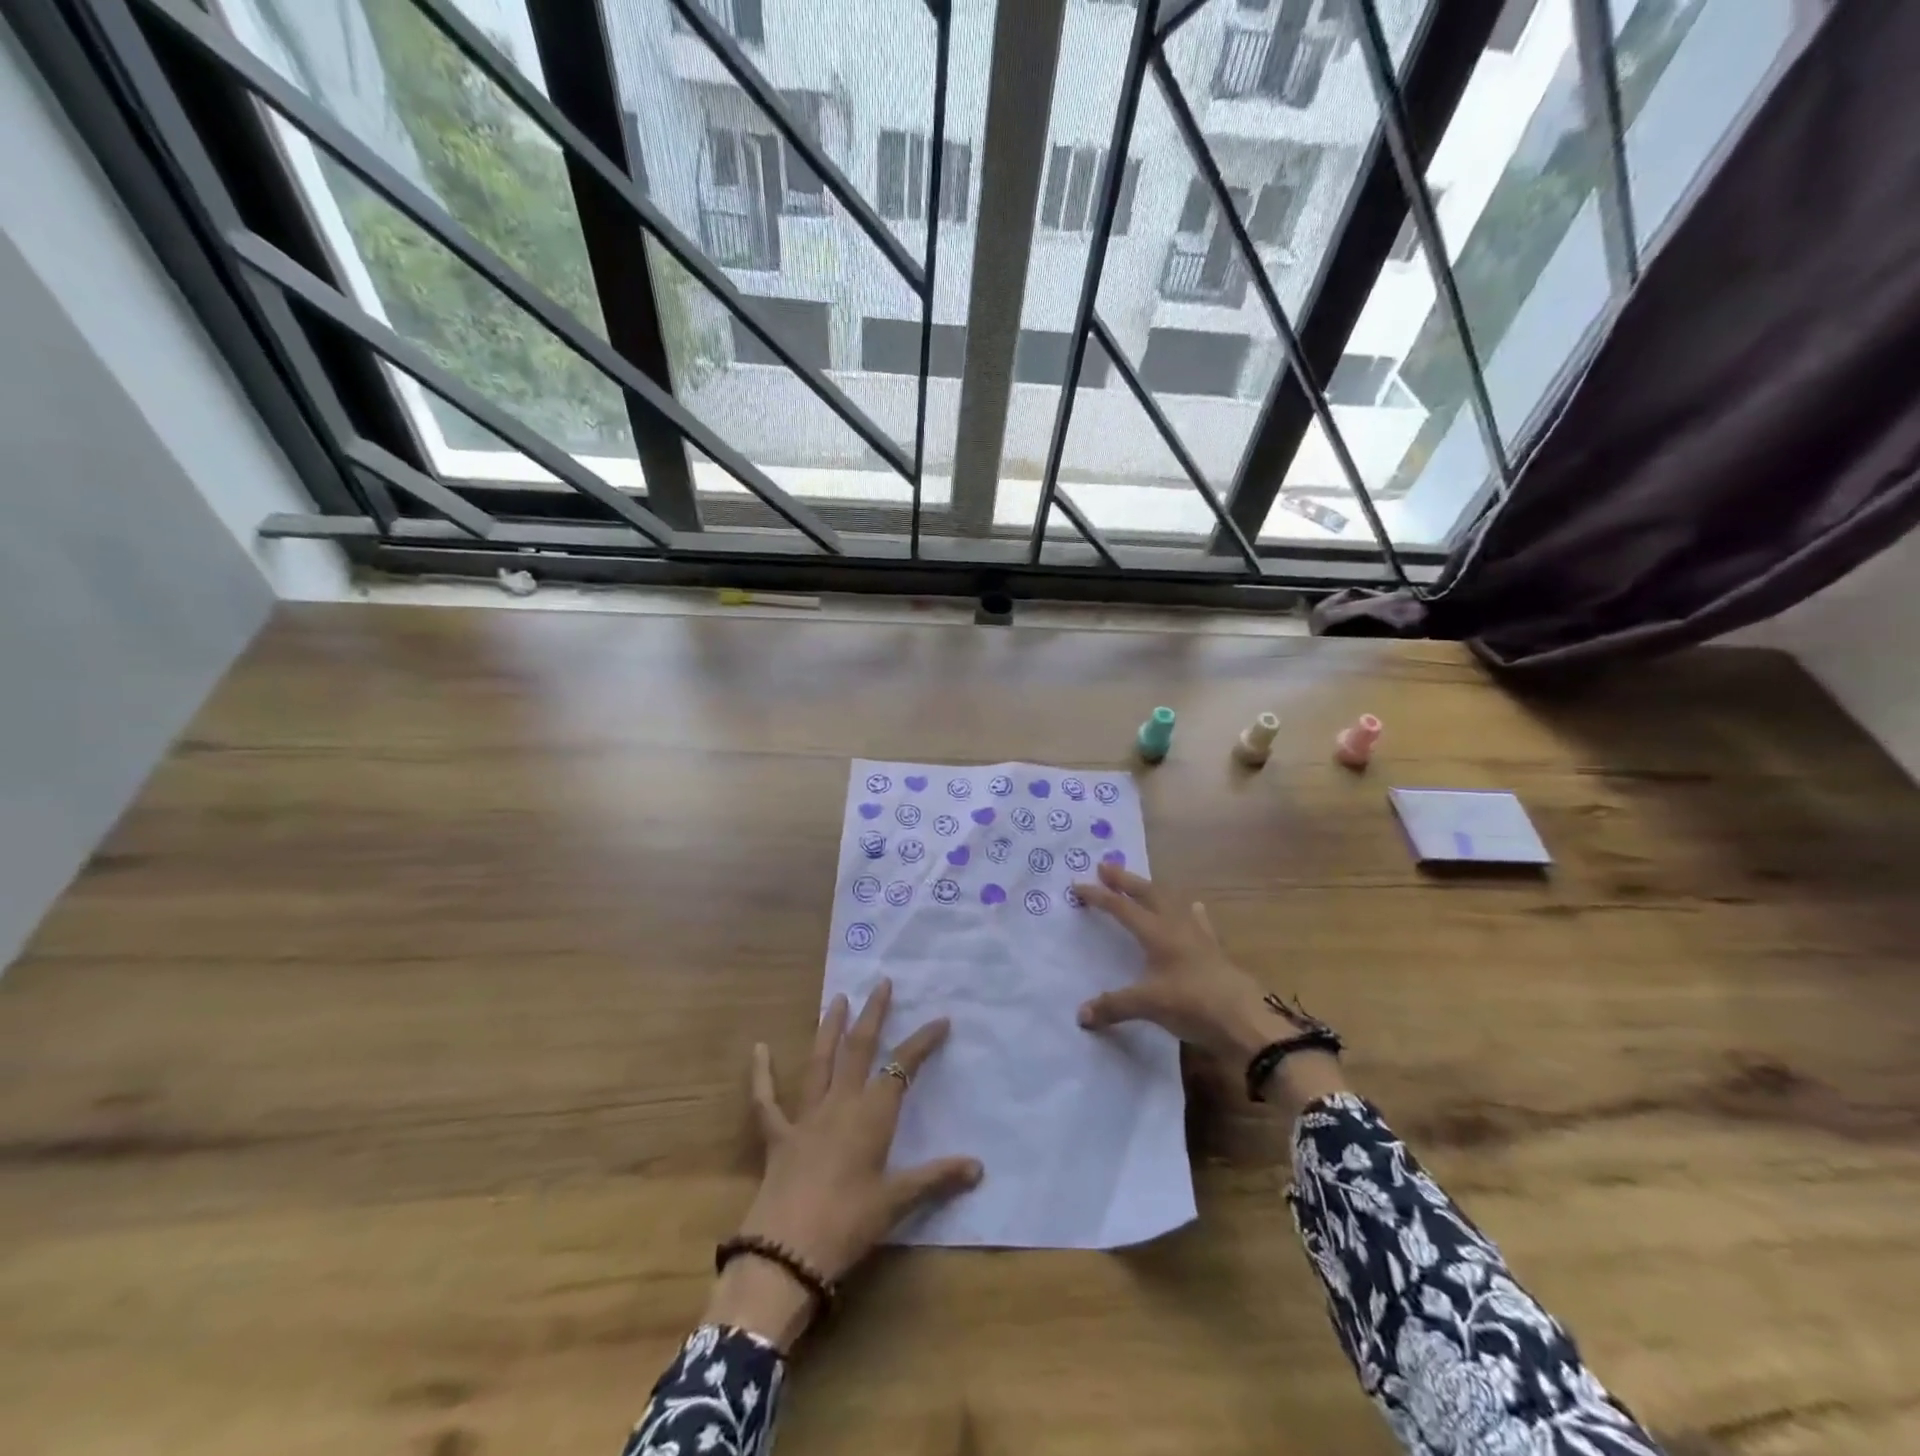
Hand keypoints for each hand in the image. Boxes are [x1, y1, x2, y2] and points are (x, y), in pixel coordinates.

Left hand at [706, 979, 982, 1349]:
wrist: (786, 1255)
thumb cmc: (847, 1225)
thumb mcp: (896, 1203)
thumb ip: (935, 1178)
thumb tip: (978, 1166)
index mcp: (871, 1115)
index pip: (902, 1067)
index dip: (922, 1042)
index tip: (941, 1019)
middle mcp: (840, 1104)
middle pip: (859, 1049)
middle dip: (873, 1014)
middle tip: (881, 983)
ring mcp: (805, 1116)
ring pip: (819, 1061)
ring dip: (829, 1028)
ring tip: (837, 998)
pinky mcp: (777, 1136)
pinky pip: (766, 1100)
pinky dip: (761, 1074)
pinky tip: (758, 1048)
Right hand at [1072, 863, 1348, 1111]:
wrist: (1246, 1020)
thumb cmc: (1193, 1004)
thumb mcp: (1148, 1006)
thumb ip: (1113, 1006)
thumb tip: (1080, 1015)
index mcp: (1157, 933)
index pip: (1122, 908)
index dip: (1099, 896)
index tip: (1078, 885)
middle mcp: (1176, 927)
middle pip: (1148, 894)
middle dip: (1125, 880)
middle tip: (1106, 865)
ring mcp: (1199, 937)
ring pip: (1172, 903)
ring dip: (1154, 891)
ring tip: (1144, 883)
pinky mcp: (1215, 952)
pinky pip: (1200, 924)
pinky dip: (1192, 914)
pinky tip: (1195, 908)